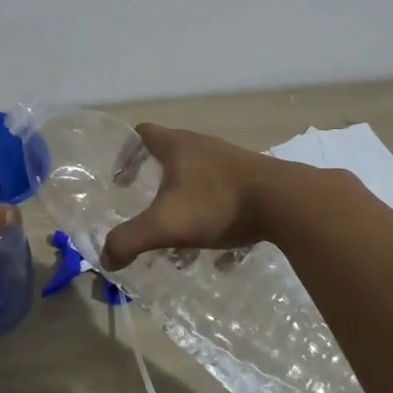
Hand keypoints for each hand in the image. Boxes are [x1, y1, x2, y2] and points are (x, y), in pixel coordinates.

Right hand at [101, 124, 284, 270]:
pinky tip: (219, 250)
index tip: (119, 180)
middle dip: (155, 185)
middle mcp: (202, 146)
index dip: (126, 153)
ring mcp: (231, 161)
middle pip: (170, 157)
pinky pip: (226, 196)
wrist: (286, 202)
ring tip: (181, 237)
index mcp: (176, 146)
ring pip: (199, 179)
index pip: (142, 134)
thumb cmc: (217, 203)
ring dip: (186, 204)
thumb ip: (130, 240)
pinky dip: (216, 218)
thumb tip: (106, 258)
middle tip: (147, 210)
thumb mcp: (166, 225)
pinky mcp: (255, 180)